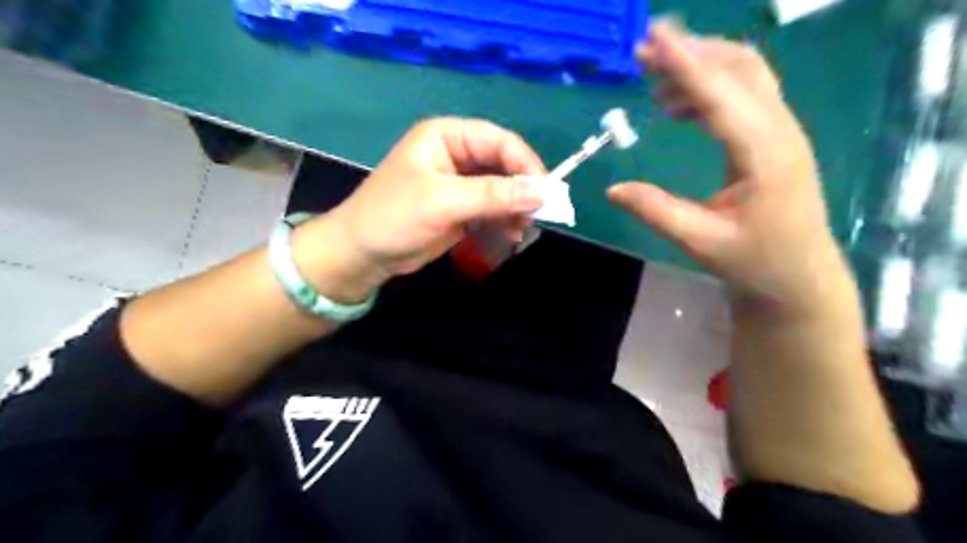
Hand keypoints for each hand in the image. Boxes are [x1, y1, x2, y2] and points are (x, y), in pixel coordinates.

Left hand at [300, 117, 545, 301]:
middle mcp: (456, 155)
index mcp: (447, 137)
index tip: (546, 192)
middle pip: (503, 164)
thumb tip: (543, 191)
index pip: (499, 141)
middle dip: (522, 189)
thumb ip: (493, 195)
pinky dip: (504, 220)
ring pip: (501, 188)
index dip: (525, 164)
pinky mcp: (461, 208)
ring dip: (515, 207)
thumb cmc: (394, 217)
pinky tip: (509, 234)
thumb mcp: (443, 202)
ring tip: (521, 229)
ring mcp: (459, 183)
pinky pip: (492, 208)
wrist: (363, 254)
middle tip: (538, 215)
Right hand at [610, 22, 852, 317]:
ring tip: (654, 76)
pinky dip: (709, 87)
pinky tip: (677, 105)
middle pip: (739, 69)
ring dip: (700, 66)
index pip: (721, 96)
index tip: (655, 36)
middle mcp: (779, 131)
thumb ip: (657, 212)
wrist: (799, 275)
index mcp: (765, 154)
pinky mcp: (773, 137)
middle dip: (691, 52)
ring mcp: (781, 130)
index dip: (686, 64)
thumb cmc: (754, 261)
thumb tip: (612, 189)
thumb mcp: (701, 242)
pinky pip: (743, 95)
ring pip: (744, 75)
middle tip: (643, 50)